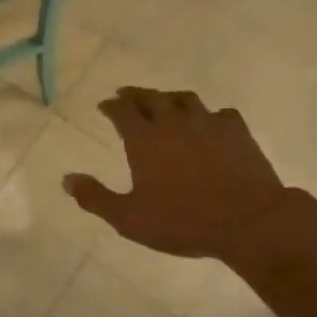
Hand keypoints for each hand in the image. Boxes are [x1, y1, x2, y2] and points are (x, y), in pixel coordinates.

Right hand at [64, 87, 293, 262]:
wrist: (248, 221)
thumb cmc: (183, 221)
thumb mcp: (129, 218)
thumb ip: (95, 198)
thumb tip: (67, 179)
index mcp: (144, 139)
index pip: (122, 111)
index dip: (111, 106)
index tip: (104, 105)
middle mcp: (174, 121)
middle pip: (151, 97)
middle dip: (135, 95)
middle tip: (126, 96)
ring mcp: (208, 123)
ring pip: (184, 99)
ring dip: (169, 98)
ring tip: (164, 103)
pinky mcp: (237, 131)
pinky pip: (219, 114)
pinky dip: (208, 115)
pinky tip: (209, 123)